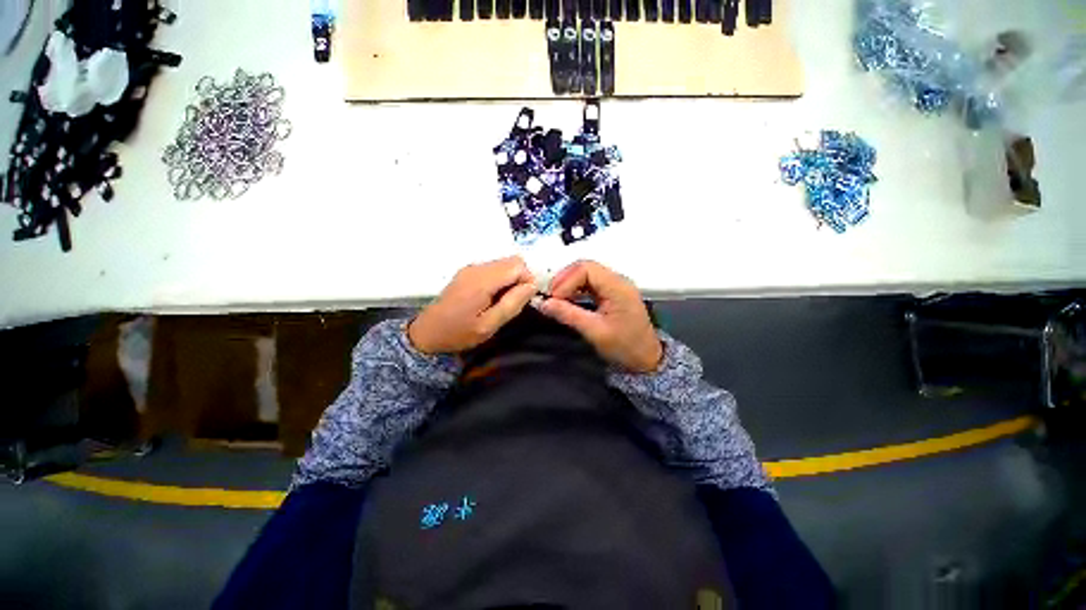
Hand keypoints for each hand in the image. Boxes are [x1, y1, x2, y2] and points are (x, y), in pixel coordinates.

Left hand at [409, 256, 536, 354]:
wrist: (427, 332)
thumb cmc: (458, 333)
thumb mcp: (488, 326)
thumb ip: (512, 304)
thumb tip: (532, 285)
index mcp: (482, 281)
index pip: (518, 265)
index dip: (528, 280)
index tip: (524, 300)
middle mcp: (477, 268)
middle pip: (513, 261)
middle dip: (521, 278)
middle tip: (514, 301)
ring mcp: (472, 268)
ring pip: (505, 263)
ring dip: (512, 279)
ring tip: (503, 301)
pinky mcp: (469, 271)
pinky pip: (495, 268)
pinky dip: (502, 279)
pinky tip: (493, 297)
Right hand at [537, 260, 662, 372]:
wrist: (646, 358)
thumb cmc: (624, 346)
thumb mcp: (595, 332)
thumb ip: (569, 315)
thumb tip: (544, 304)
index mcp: (618, 287)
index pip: (586, 269)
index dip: (566, 280)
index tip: (553, 297)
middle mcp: (618, 280)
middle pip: (586, 267)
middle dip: (565, 280)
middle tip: (551, 297)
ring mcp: (616, 285)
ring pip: (586, 273)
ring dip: (569, 283)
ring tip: (556, 298)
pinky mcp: (612, 292)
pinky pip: (590, 282)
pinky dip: (576, 288)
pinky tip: (568, 299)